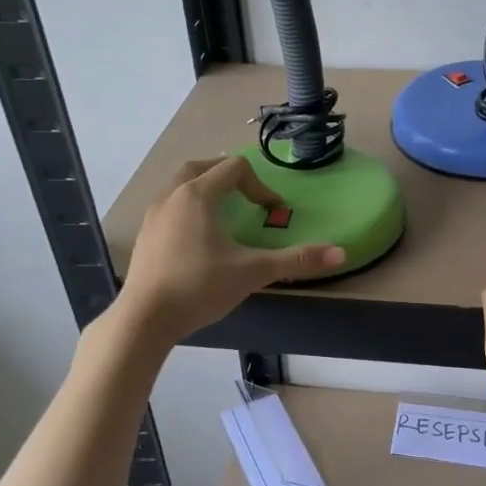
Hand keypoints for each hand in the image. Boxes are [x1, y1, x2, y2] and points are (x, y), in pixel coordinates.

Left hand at [116, 157, 343, 343]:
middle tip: (245, 193)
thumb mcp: (252, 272)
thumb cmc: (199, 287)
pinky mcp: (144, 235)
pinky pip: (167, 205)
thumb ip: (295, 260)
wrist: (145, 318)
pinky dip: (186, 207)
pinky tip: (196, 236)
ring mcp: (153, 215)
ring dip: (202, 187)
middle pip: (200, 166)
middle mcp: (172, 196)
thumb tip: (340, 254)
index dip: (259, 185)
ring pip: (178, 184)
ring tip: (221, 210)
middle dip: (225, 174)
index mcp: (198, 194)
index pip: (233, 168)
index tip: (271, 211)